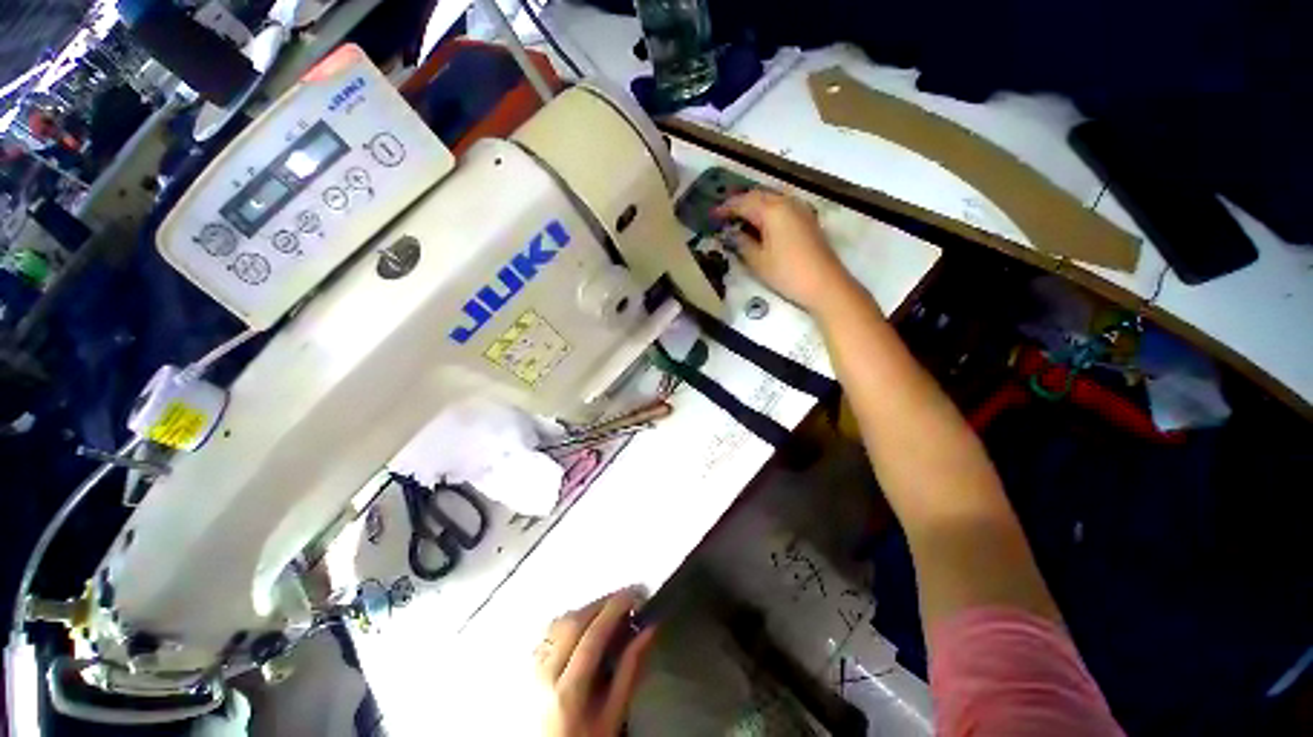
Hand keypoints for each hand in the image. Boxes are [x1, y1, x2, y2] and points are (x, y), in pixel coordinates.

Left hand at [536, 589, 656, 736]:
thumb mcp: (613, 714)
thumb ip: (630, 669)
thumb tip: (648, 630)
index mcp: (567, 692)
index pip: (592, 636)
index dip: (616, 608)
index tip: (636, 593)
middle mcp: (544, 674)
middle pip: (573, 621)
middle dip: (604, 603)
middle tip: (628, 598)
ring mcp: (533, 668)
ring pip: (561, 621)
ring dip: (589, 609)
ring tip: (612, 610)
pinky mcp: (530, 665)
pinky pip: (551, 630)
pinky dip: (573, 619)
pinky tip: (588, 624)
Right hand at [715, 190, 859, 315]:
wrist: (825, 284)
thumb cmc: (787, 273)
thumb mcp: (758, 261)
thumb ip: (742, 243)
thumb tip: (731, 233)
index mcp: (772, 210)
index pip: (743, 203)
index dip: (726, 208)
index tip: (712, 215)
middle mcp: (787, 203)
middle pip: (758, 195)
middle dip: (740, 203)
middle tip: (724, 214)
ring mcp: (800, 209)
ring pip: (771, 199)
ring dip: (754, 205)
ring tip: (740, 218)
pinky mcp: (807, 219)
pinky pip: (782, 206)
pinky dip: (768, 210)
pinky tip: (761, 223)